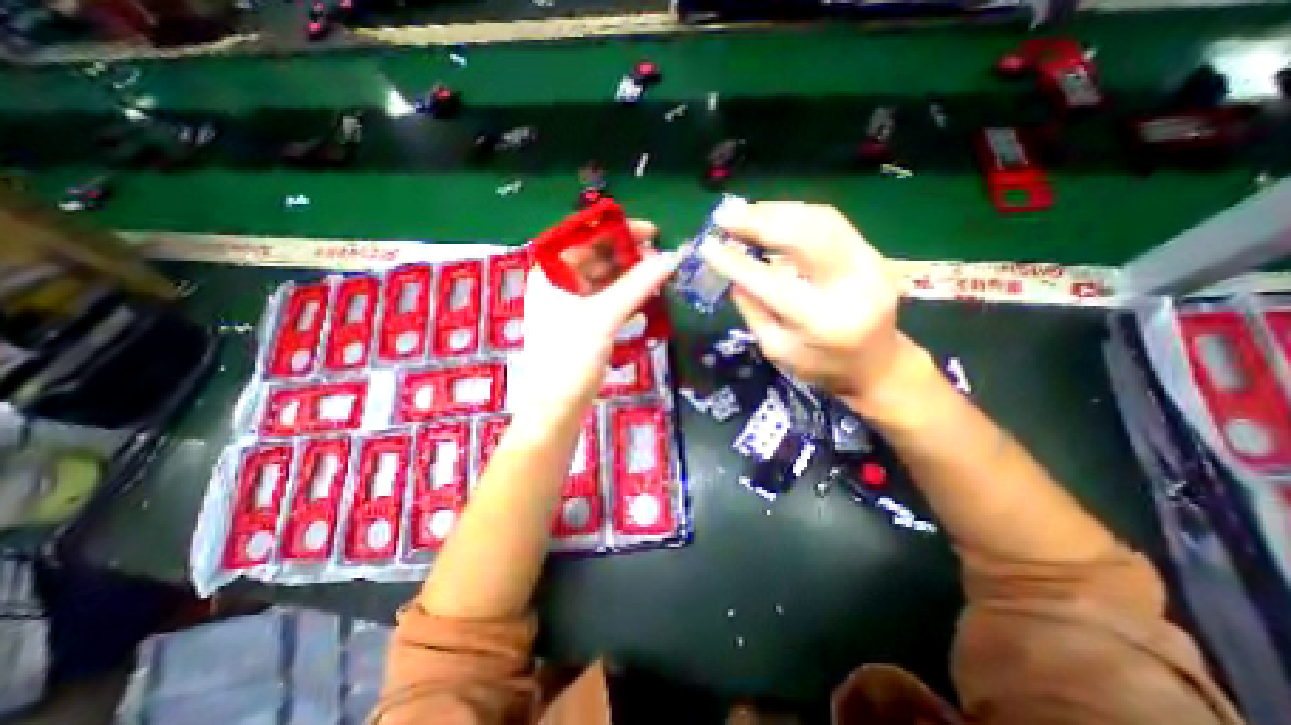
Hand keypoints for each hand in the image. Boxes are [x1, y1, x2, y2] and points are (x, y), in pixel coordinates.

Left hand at [512, 220, 679, 419]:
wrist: (556, 408)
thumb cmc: (570, 357)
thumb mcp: (604, 317)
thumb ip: (637, 285)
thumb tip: (671, 258)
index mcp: (550, 272)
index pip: (585, 237)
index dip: (619, 231)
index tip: (652, 233)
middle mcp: (558, 283)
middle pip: (597, 258)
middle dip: (629, 257)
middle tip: (661, 260)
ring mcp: (570, 305)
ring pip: (605, 281)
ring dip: (631, 278)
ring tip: (659, 278)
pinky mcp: (583, 324)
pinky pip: (608, 301)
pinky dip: (627, 297)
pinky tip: (647, 298)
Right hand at [703, 201, 923, 411]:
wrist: (877, 365)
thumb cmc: (820, 367)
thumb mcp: (776, 349)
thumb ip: (754, 310)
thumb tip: (732, 274)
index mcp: (822, 322)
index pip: (771, 284)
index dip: (736, 263)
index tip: (708, 245)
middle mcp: (852, 286)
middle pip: (804, 238)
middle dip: (759, 221)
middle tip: (725, 215)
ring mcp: (871, 264)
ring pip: (820, 220)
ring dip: (776, 211)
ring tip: (743, 212)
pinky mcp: (875, 253)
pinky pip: (831, 222)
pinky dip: (796, 214)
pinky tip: (772, 215)